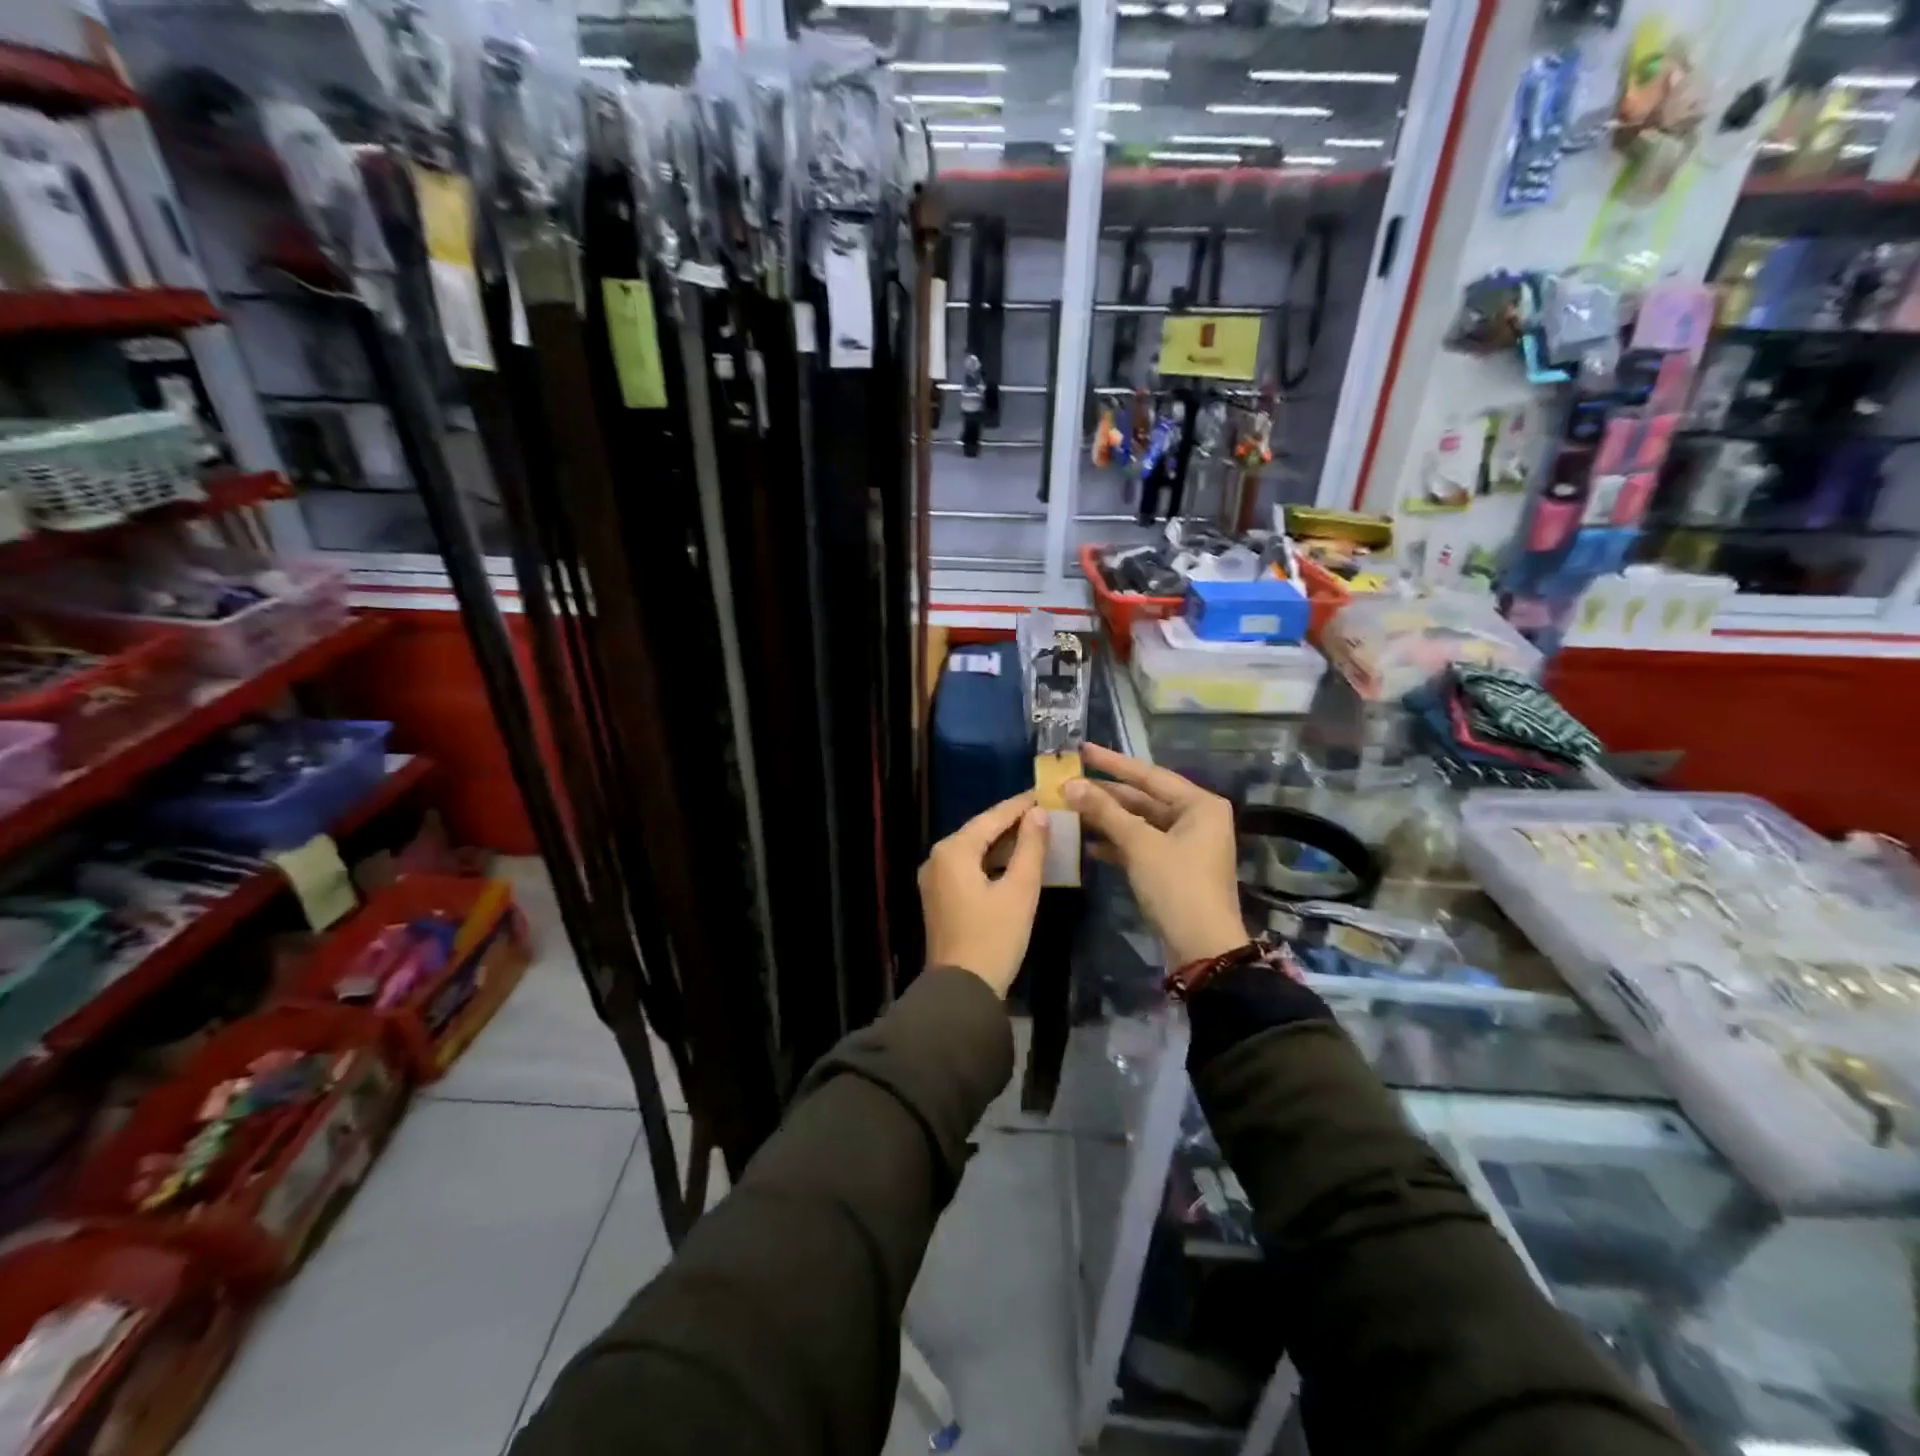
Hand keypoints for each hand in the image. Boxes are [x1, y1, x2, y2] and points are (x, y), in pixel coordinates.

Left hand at [919, 791, 1049, 997]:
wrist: (962, 990)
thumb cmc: (994, 937)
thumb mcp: (1020, 889)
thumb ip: (1030, 846)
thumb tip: (1039, 813)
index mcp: (953, 850)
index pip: (992, 817)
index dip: (1020, 804)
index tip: (1046, 791)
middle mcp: (937, 858)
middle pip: (980, 831)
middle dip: (1013, 822)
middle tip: (1046, 810)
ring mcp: (935, 879)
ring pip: (974, 850)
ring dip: (1004, 843)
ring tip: (1038, 832)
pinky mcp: (940, 897)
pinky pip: (968, 868)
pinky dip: (992, 862)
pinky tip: (1016, 861)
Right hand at [1065, 743, 1247, 966]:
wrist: (1202, 947)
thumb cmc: (1177, 886)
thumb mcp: (1139, 844)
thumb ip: (1105, 811)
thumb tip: (1070, 784)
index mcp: (1200, 804)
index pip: (1149, 775)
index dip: (1112, 763)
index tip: (1081, 750)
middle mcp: (1197, 818)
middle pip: (1144, 798)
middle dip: (1106, 794)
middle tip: (1068, 783)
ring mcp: (1186, 844)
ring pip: (1139, 823)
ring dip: (1107, 819)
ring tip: (1070, 810)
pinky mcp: (1174, 867)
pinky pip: (1141, 845)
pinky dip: (1117, 844)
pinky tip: (1087, 844)